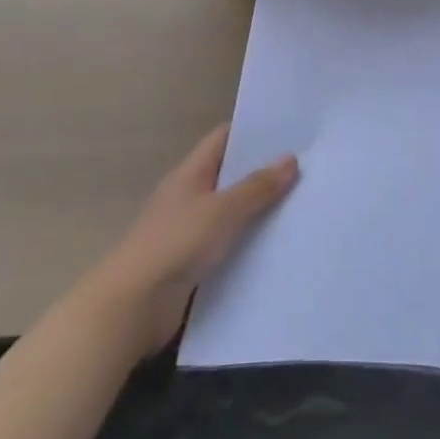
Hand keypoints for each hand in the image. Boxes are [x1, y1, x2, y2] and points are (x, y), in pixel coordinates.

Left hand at [88, 125, 297, 357]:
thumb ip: (257, 187)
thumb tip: (291, 158)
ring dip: (259, 211)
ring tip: (301, 206)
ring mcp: (190, 231)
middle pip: (230, 175)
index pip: (223, 139)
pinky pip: (228, 245)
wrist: (133, 307)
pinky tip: (278, 248)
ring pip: (231, 212)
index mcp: (191, 173)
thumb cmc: (175, 244)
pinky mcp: (193, 264)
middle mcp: (190, 196)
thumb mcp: (222, 211)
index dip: (253, 132)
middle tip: (306, 169)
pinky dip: (249, 244)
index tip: (288, 131)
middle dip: (263, 173)